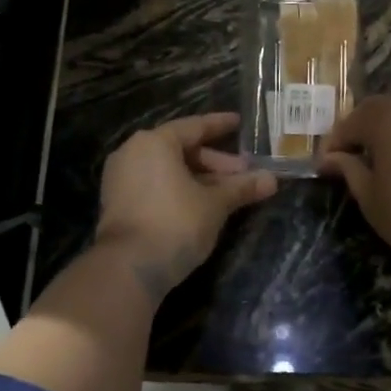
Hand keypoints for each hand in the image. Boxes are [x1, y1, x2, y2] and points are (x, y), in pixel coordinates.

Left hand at [96, 112, 276, 301]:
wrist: (129, 267)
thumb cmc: (176, 223)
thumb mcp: (215, 204)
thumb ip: (242, 187)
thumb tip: (272, 180)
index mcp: (155, 142)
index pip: (194, 126)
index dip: (220, 125)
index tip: (238, 122)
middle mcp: (133, 152)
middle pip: (181, 149)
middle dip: (215, 162)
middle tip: (244, 173)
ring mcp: (121, 178)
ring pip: (168, 170)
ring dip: (199, 179)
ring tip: (228, 193)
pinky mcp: (118, 202)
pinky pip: (155, 185)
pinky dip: (179, 189)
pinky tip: (202, 204)